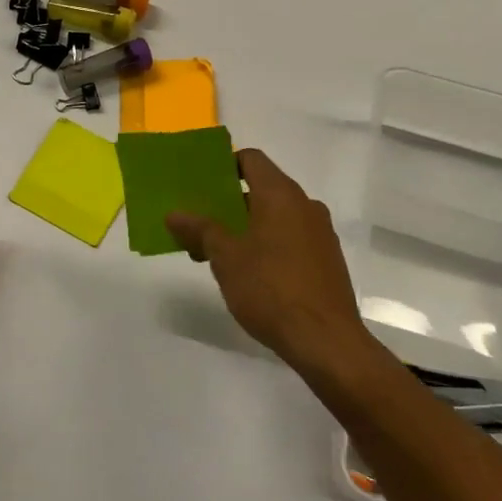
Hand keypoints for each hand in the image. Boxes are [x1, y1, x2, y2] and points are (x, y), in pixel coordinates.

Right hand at [167, 148, 370, 378]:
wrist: (327, 342)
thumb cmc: (271, 289)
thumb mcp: (225, 258)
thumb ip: (200, 230)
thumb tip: (174, 214)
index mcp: (281, 194)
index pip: (251, 159)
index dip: (224, 165)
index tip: (200, 183)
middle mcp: (305, 205)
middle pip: (261, 189)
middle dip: (229, 204)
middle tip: (199, 223)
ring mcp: (320, 233)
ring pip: (275, 216)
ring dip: (246, 227)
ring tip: (217, 253)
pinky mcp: (327, 260)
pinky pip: (291, 237)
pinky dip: (267, 243)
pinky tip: (249, 273)